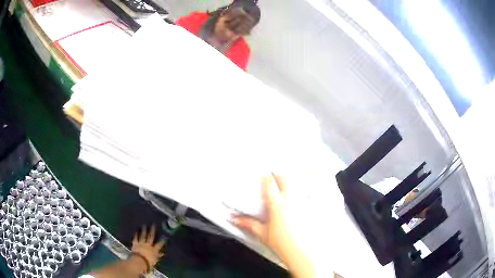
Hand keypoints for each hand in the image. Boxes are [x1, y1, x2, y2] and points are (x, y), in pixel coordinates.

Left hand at [131, 225, 165, 270]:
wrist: (139, 261)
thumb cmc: (149, 262)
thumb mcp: (155, 260)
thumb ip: (158, 256)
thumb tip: (163, 253)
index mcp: (154, 250)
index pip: (159, 244)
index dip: (162, 240)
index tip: (164, 235)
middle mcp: (148, 245)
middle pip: (151, 237)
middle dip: (152, 231)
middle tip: (153, 224)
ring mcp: (141, 243)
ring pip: (143, 236)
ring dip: (144, 230)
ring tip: (144, 225)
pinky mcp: (135, 243)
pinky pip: (136, 238)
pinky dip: (136, 235)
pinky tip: (136, 231)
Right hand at [232, 174, 315, 277]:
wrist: (308, 256)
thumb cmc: (286, 247)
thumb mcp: (264, 236)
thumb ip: (249, 225)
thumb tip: (235, 219)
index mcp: (278, 206)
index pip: (269, 185)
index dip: (265, 176)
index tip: (264, 172)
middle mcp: (293, 199)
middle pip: (286, 177)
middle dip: (282, 174)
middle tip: (281, 175)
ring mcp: (310, 200)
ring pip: (307, 176)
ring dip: (304, 169)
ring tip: (304, 165)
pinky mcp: (323, 204)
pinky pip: (326, 184)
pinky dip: (325, 176)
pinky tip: (324, 170)